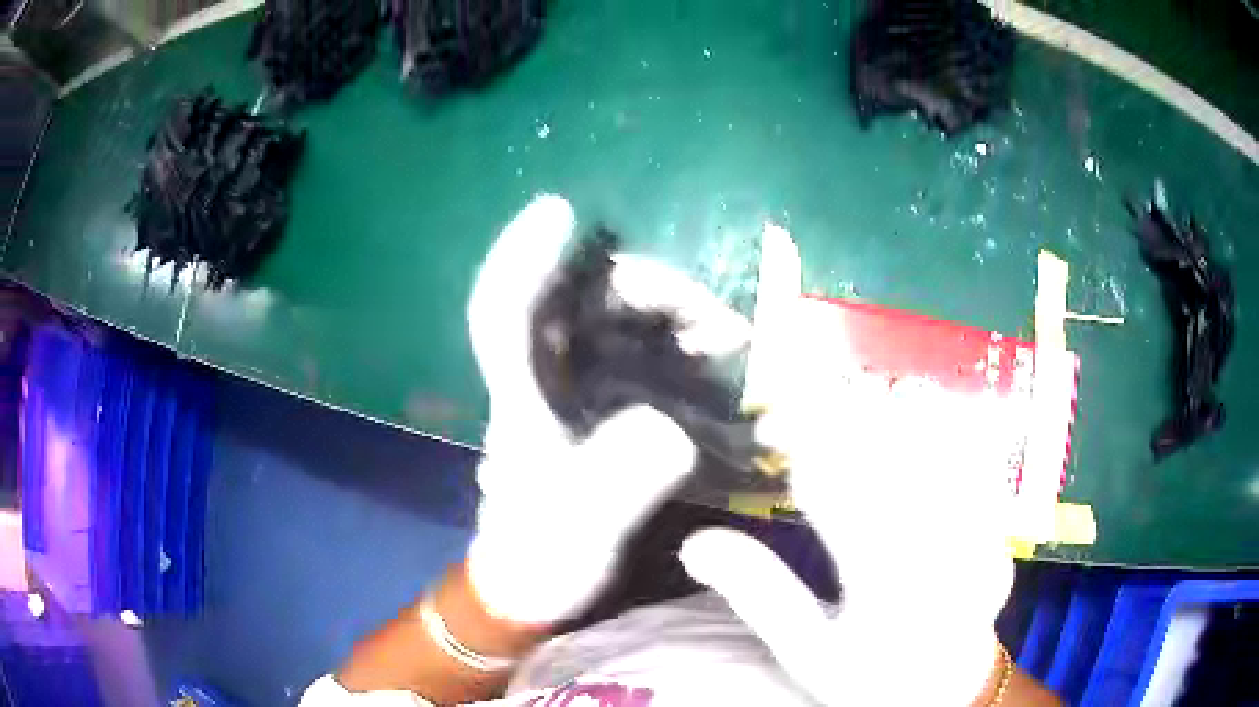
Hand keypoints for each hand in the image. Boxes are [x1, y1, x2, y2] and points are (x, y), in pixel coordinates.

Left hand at [465, 195, 749, 625]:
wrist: (538, 580)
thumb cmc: (541, 554)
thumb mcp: (577, 530)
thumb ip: (613, 485)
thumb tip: (668, 431)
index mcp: (518, 398)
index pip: (502, 313)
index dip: (521, 258)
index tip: (558, 211)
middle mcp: (543, 375)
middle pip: (581, 299)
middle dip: (648, 289)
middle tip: (716, 319)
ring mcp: (576, 384)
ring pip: (619, 317)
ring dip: (676, 312)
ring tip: (733, 338)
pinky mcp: (605, 400)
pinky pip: (646, 347)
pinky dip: (686, 340)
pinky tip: (723, 355)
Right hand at [680, 298, 1014, 704]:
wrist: (949, 688)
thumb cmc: (871, 677)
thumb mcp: (807, 652)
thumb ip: (759, 594)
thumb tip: (694, 543)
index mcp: (885, 586)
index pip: (838, 492)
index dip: (802, 443)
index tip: (769, 416)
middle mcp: (940, 547)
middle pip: (889, 453)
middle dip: (842, 411)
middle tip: (803, 389)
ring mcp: (979, 527)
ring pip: (936, 444)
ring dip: (888, 408)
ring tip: (851, 390)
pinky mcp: (997, 518)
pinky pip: (975, 452)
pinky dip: (941, 422)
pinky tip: (916, 406)